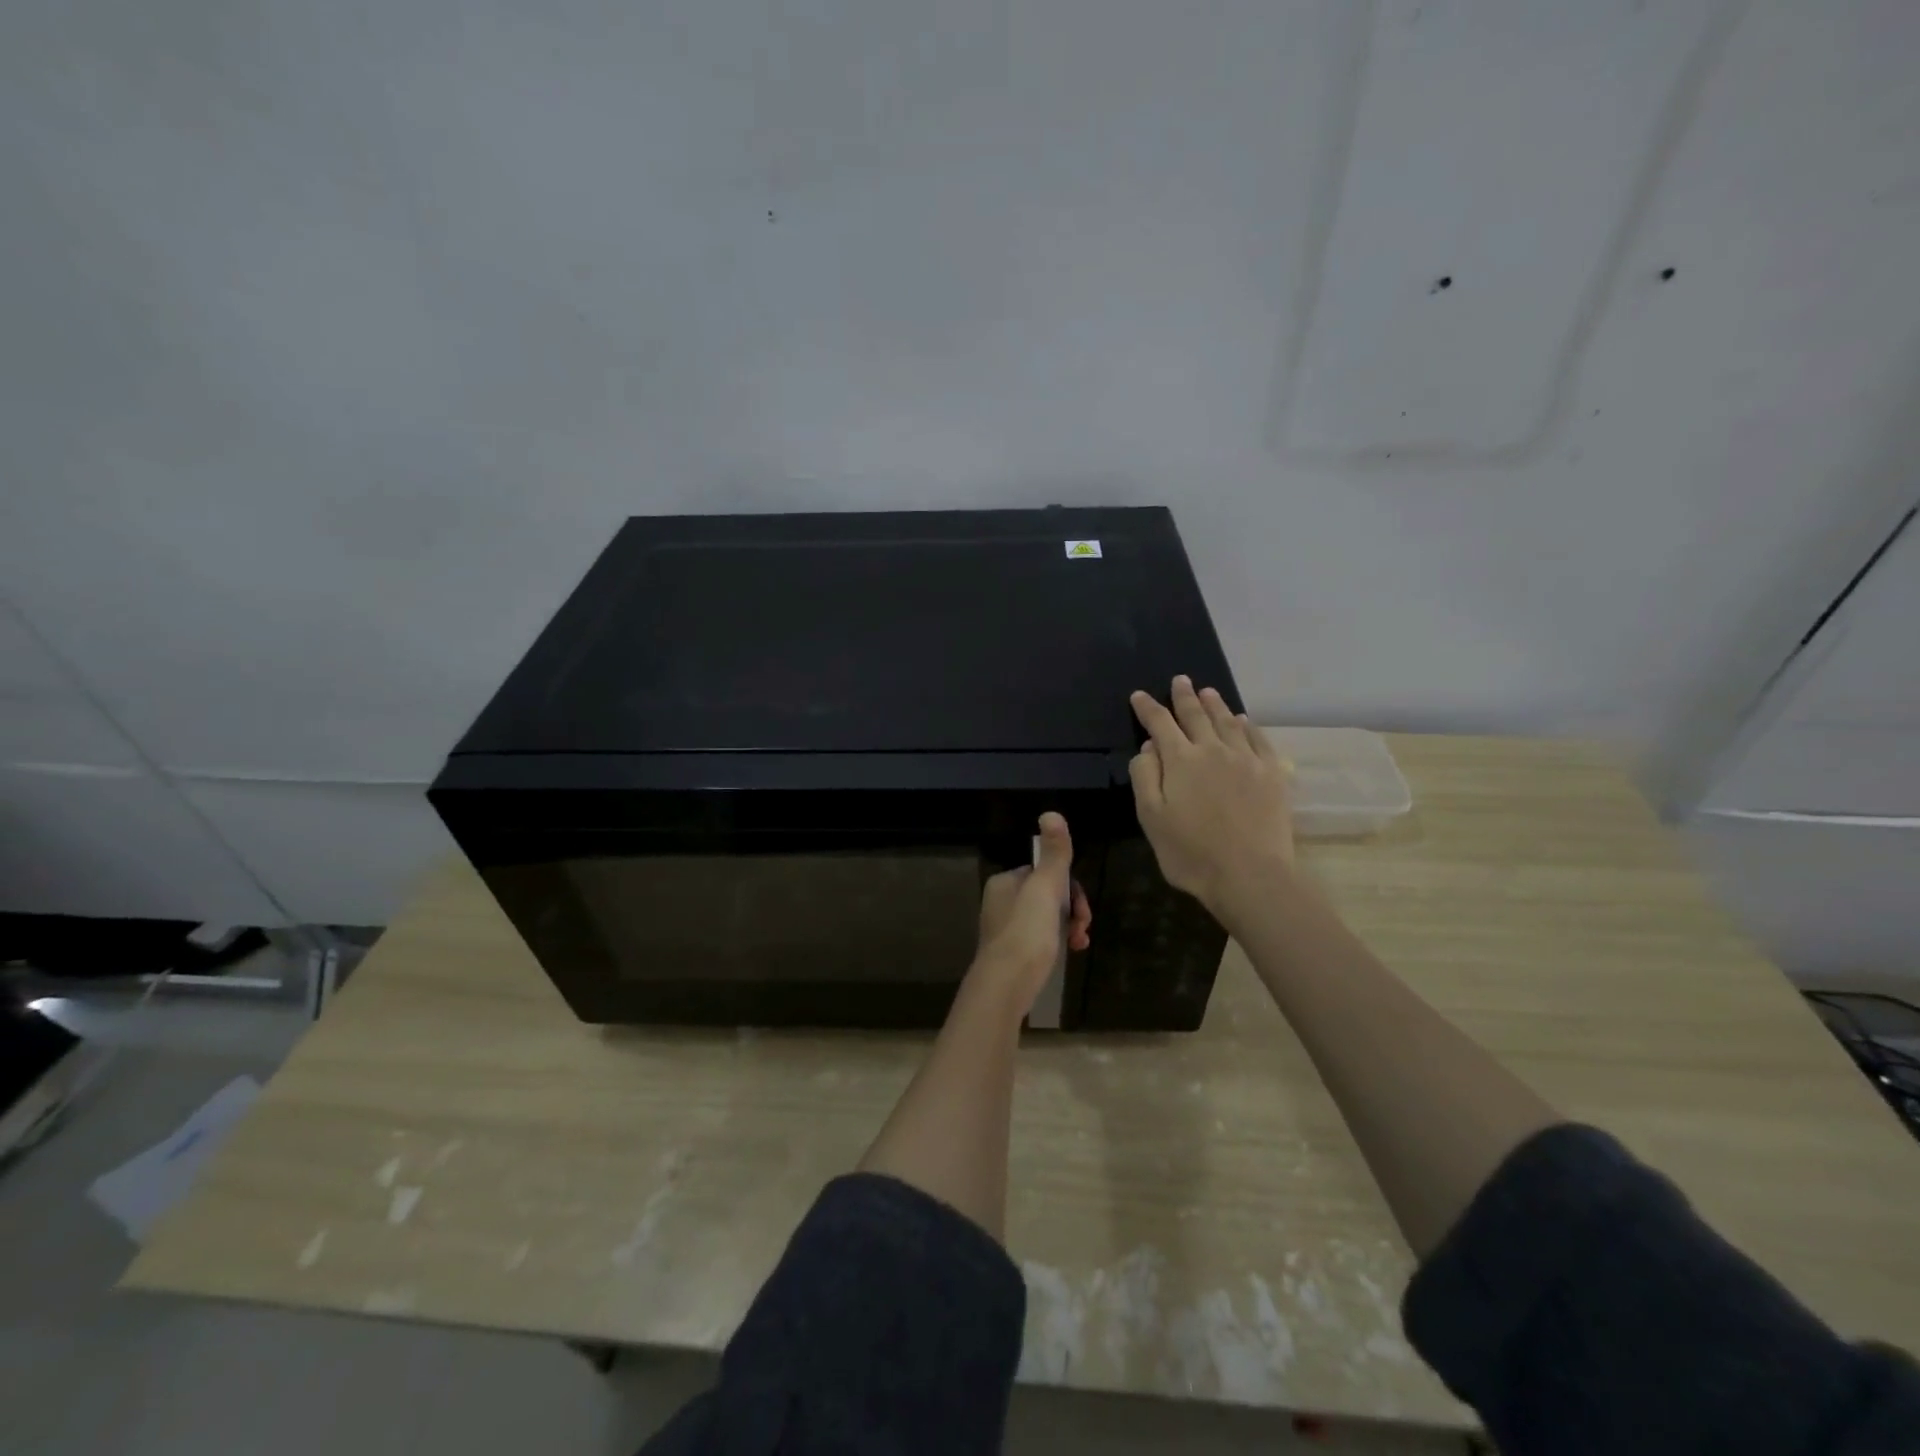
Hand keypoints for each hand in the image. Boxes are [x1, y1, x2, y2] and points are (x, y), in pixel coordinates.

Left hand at [972, 812, 1091, 1012]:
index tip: (1082, 908)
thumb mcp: (1045, 889)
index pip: (1045, 872)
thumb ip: (1054, 854)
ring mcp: (1005, 929)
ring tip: (1079, 943)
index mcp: (1005, 882)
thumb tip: (1051, 814)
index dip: (1070, 887)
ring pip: (1047, 918)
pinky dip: (1058, 943)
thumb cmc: (1027, 932)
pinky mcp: (1012, 954)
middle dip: (1072, 909)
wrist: (1006, 985)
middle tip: (1082, 928)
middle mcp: (1001, 901)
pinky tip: (1071, 953)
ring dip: (1069, 927)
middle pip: (1048, 896)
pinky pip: (1041, 939)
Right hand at [1129, 676, 1294, 916]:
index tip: (1139, 696)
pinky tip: (1243, 721)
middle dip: (1184, 696)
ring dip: (1215, 705)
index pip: (1160, 724)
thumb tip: (1149, 747)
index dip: (1148, 708)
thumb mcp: (1151, 818)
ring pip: (1228, 722)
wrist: (1250, 875)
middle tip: (1180, 680)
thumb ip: (1145, 777)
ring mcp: (1247, 759)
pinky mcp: (1272, 773)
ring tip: (1208, 692)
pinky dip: (1247, 726)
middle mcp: (1214, 750)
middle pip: (1196, 715)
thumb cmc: (1191, 852)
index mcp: (1181, 760)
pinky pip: (1258, 739)